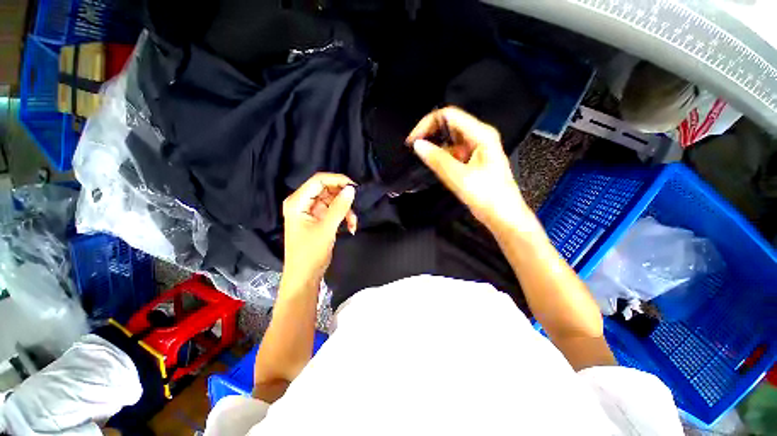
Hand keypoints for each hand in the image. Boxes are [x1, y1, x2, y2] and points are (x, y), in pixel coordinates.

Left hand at [282, 173, 356, 282]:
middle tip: (356, 205)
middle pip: (327, 189)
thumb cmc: (310, 253)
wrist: (305, 276)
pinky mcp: (319, 219)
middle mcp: (303, 202)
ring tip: (353, 223)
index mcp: (297, 201)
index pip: (318, 180)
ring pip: (334, 200)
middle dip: (343, 198)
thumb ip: (339, 207)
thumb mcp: (326, 228)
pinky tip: (351, 227)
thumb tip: (352, 189)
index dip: (337, 180)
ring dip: (346, 210)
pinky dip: (344, 217)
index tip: (355, 187)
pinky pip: (335, 211)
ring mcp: (311, 211)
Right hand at [406, 107, 532, 233]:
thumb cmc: (487, 196)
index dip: (427, 124)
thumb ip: (437, 159)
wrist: (504, 216)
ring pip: (450, 140)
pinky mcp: (472, 160)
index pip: (449, 115)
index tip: (412, 142)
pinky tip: (434, 166)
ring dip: (435, 147)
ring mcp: (476, 149)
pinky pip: (453, 152)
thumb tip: (417, 145)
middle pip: (449, 125)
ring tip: (421, 159)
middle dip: (430, 135)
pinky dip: (441, 157)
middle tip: (414, 150)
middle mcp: (479, 136)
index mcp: (481, 134)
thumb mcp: (459, 177)